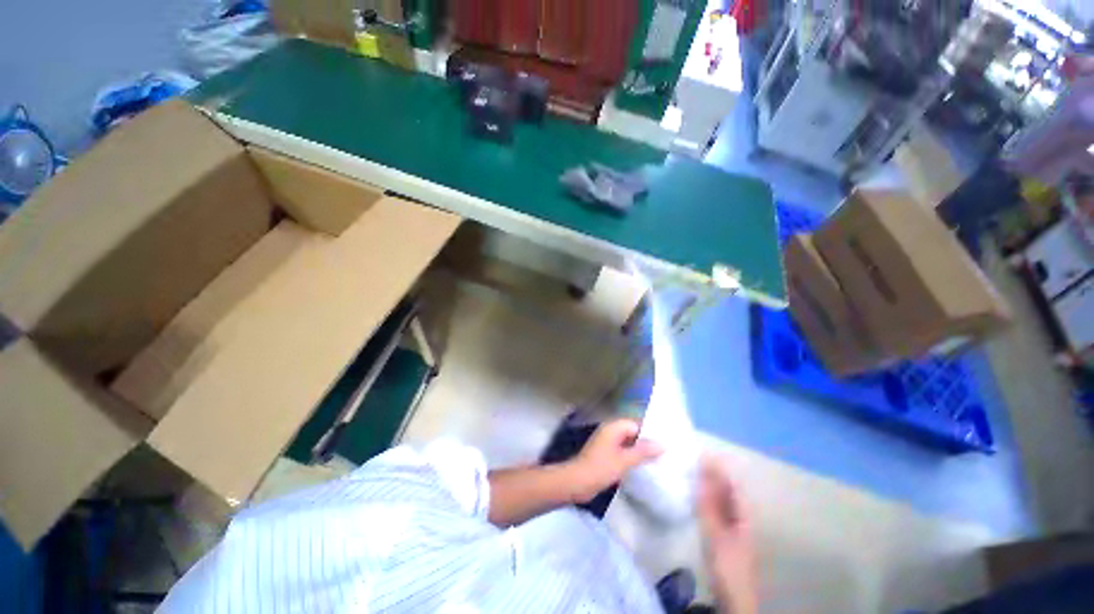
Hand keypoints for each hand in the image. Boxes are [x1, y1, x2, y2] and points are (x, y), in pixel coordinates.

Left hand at [566, 419, 662, 502]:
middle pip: (633, 432)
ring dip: (641, 450)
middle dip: (647, 441)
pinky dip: (633, 457)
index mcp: (614, 427)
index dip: (651, 431)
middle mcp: (611, 431)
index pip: (637, 423)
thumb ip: (643, 451)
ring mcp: (608, 443)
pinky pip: (624, 452)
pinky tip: (644, 467)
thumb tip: (663, 444)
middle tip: (666, 451)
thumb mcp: (624, 460)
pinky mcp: (606, 455)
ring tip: (660, 460)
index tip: (667, 441)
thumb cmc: (600, 468)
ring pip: (629, 443)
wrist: (577, 482)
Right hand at [697, 454, 758, 613]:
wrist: (735, 598)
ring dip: (708, 484)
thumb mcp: (716, 534)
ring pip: (721, 498)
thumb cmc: (728, 565)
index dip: (718, 467)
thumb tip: (702, 476)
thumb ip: (709, 505)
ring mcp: (734, 525)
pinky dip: (706, 498)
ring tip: (690, 472)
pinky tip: (695, 496)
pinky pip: (716, 508)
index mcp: (743, 514)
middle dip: (711, 473)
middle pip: (727, 489)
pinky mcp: (725, 533)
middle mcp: (741, 516)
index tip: (699, 453)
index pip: (731, 483)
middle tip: (690, 460)